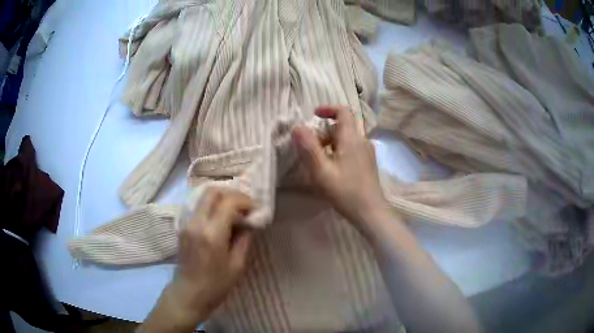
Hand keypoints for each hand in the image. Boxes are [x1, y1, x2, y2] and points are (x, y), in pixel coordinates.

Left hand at [141, 189, 254, 331]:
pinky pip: (199, 208)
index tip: (256, 209)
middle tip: (245, 207)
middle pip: (212, 192)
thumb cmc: (216, 285)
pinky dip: (212, 207)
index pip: (228, 202)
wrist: (189, 294)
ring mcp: (187, 224)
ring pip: (204, 198)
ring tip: (235, 213)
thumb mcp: (237, 265)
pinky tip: (222, 220)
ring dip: (222, 199)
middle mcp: (197, 223)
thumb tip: (250, 223)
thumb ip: (244, 239)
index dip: (245, 201)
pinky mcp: (183, 227)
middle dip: (232, 195)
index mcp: (212, 234)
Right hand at [291, 106, 389, 230]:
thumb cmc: (345, 191)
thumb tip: (297, 127)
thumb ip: (308, 148)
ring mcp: (368, 152)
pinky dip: (339, 151)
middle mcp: (362, 141)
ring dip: (331, 143)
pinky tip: (333, 169)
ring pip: (347, 138)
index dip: (328, 109)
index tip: (314, 115)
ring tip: (319, 162)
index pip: (343, 111)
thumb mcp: (321, 171)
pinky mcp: (368, 163)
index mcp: (352, 138)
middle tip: (311, 149)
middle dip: (324, 132)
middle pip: (342, 126)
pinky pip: (352, 148)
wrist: (370, 212)